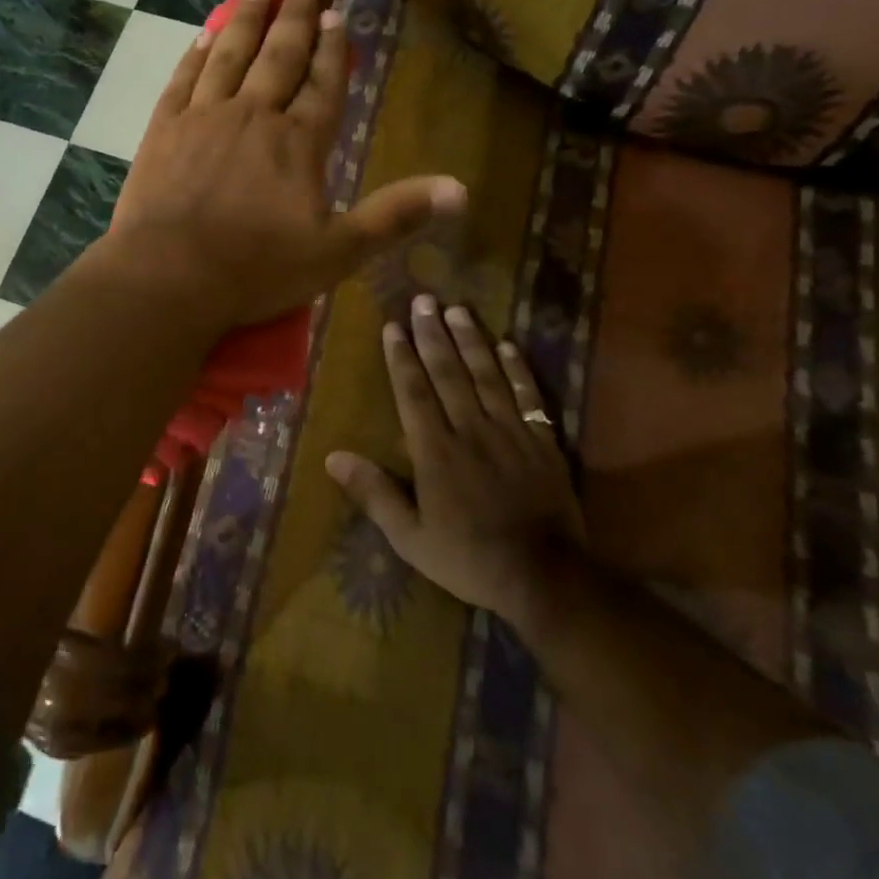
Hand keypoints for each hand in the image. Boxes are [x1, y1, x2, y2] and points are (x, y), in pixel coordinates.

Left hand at [103, 0, 464, 334]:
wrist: (170, 275)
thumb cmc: (256, 268)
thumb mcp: (338, 252)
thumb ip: (394, 216)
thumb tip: (460, 189)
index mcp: (298, 142)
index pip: (323, 85)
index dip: (332, 50)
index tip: (336, 16)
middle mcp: (253, 115)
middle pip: (279, 57)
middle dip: (295, 18)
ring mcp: (204, 117)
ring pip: (231, 55)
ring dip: (247, 20)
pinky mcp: (164, 128)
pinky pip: (184, 78)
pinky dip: (197, 53)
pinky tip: (204, 35)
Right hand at [327, 295, 585, 618]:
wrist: (546, 578)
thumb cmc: (469, 558)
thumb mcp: (410, 538)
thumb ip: (374, 494)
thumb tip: (333, 457)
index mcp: (435, 451)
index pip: (413, 392)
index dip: (401, 357)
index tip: (393, 326)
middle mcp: (470, 430)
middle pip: (448, 373)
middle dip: (433, 335)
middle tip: (423, 300)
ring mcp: (510, 432)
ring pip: (486, 375)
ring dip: (471, 340)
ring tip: (458, 309)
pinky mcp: (542, 442)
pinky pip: (529, 397)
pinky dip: (519, 369)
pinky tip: (509, 345)